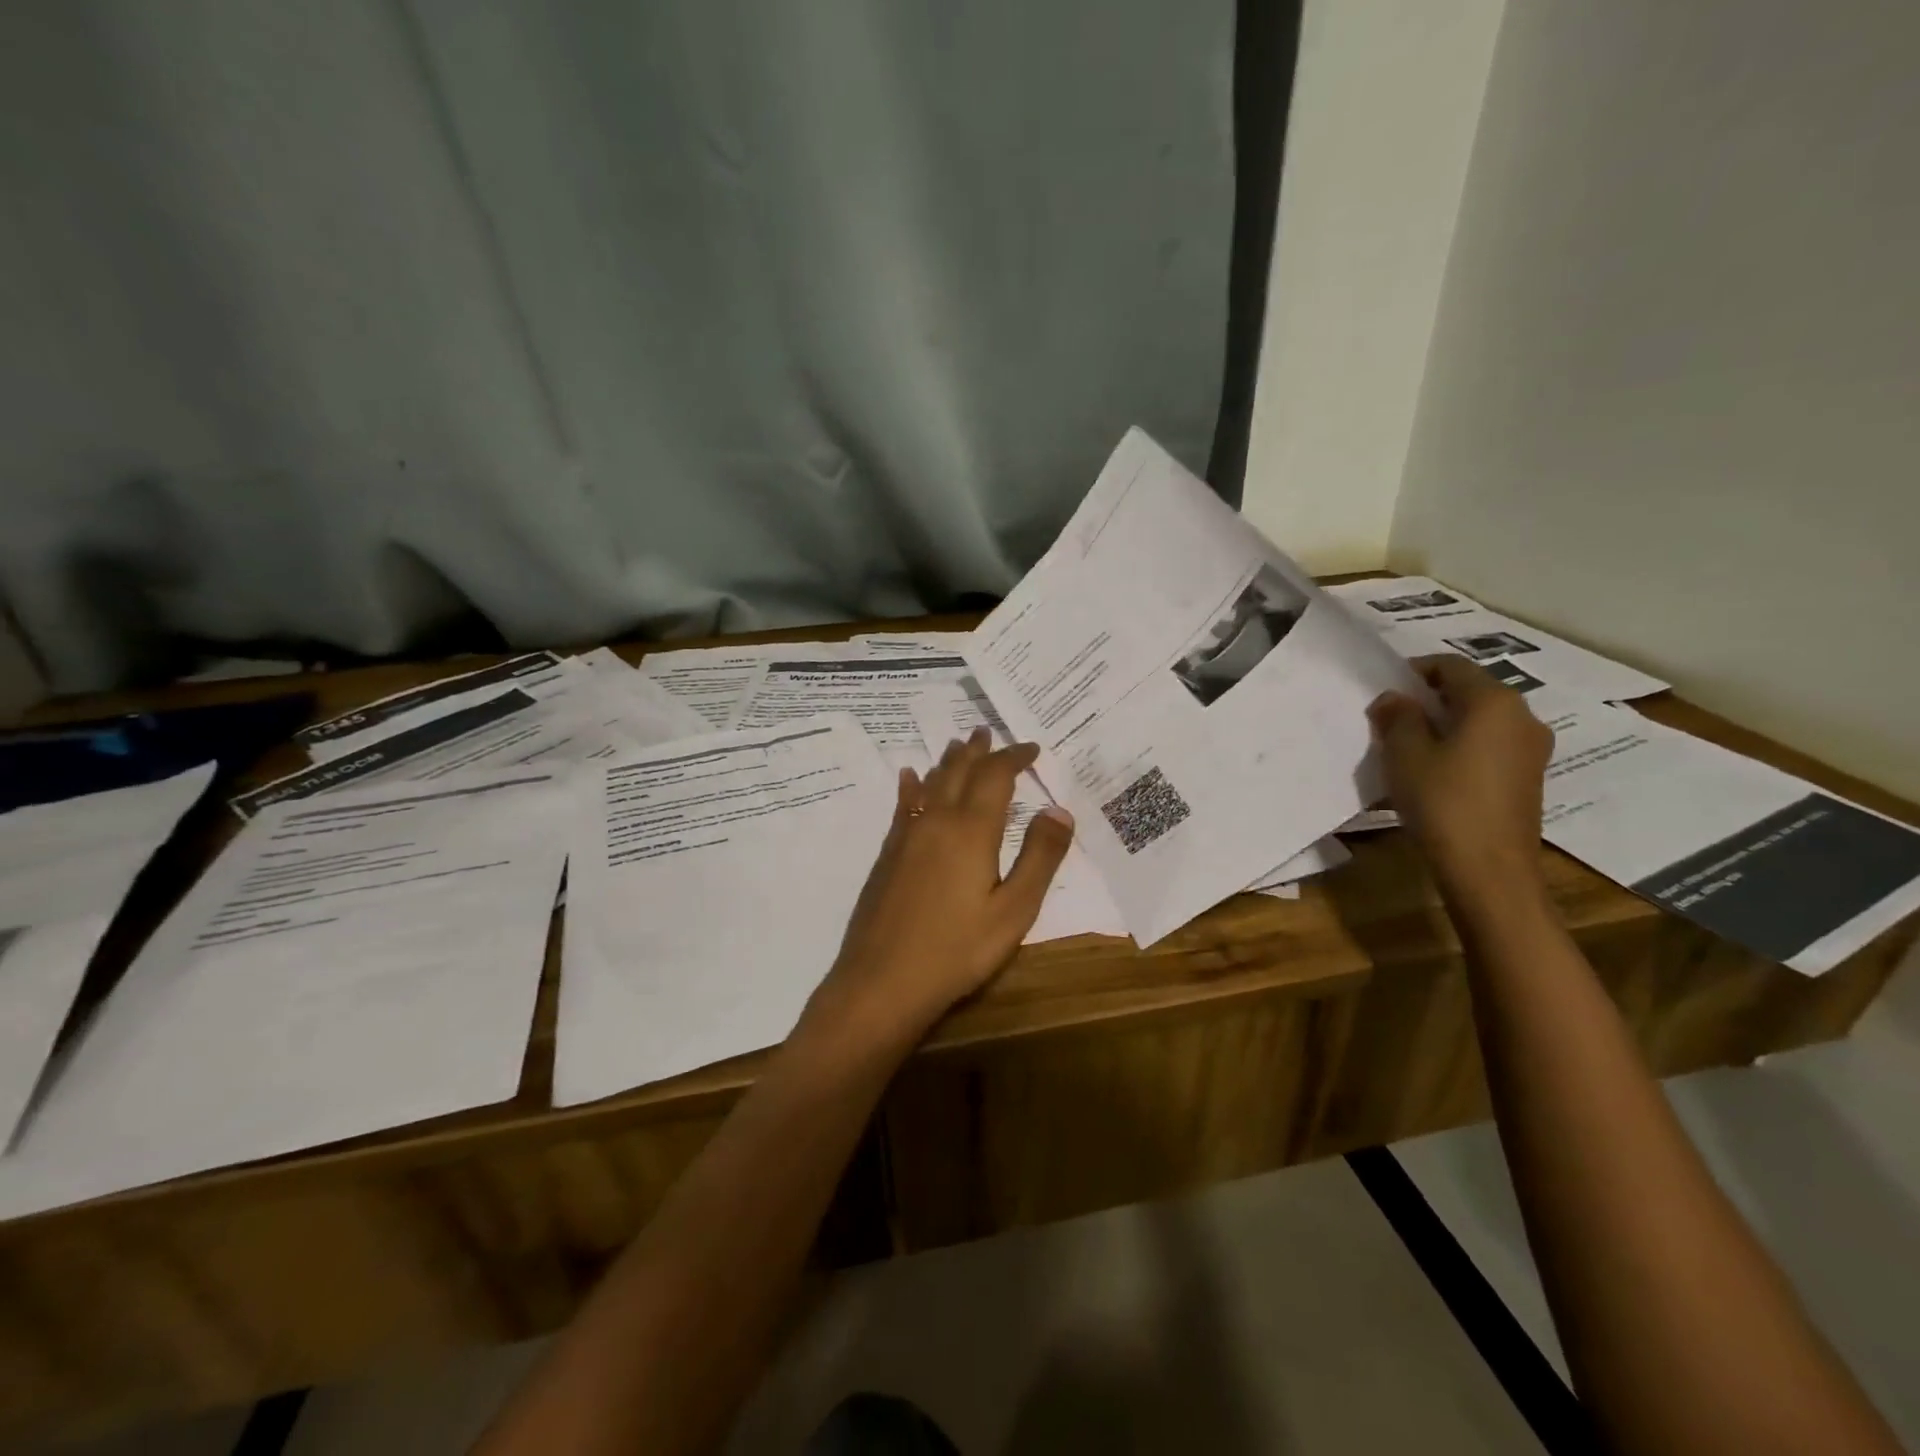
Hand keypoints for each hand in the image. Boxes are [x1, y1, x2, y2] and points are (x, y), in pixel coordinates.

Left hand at [808, 729, 1074, 1045]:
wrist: (882, 980)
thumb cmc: (957, 950)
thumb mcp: (1014, 910)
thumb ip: (1039, 858)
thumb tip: (1059, 809)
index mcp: (972, 830)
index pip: (995, 776)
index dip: (1014, 757)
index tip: (1032, 748)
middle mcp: (936, 821)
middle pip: (958, 771)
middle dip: (978, 750)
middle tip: (988, 731)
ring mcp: (907, 836)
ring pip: (930, 783)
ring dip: (948, 761)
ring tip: (958, 745)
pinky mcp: (888, 854)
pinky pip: (904, 805)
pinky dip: (912, 786)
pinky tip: (910, 777)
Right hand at [1368, 655, 1554, 899]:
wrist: (1488, 869)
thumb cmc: (1443, 801)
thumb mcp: (1405, 754)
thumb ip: (1398, 717)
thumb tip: (1395, 699)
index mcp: (1494, 702)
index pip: (1451, 666)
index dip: (1414, 671)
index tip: (1384, 690)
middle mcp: (1522, 716)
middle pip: (1470, 691)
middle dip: (1428, 700)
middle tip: (1391, 720)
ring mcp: (1532, 749)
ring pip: (1480, 720)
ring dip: (1444, 725)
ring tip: (1409, 747)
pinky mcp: (1528, 777)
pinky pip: (1490, 746)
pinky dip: (1461, 746)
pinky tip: (1435, 771)